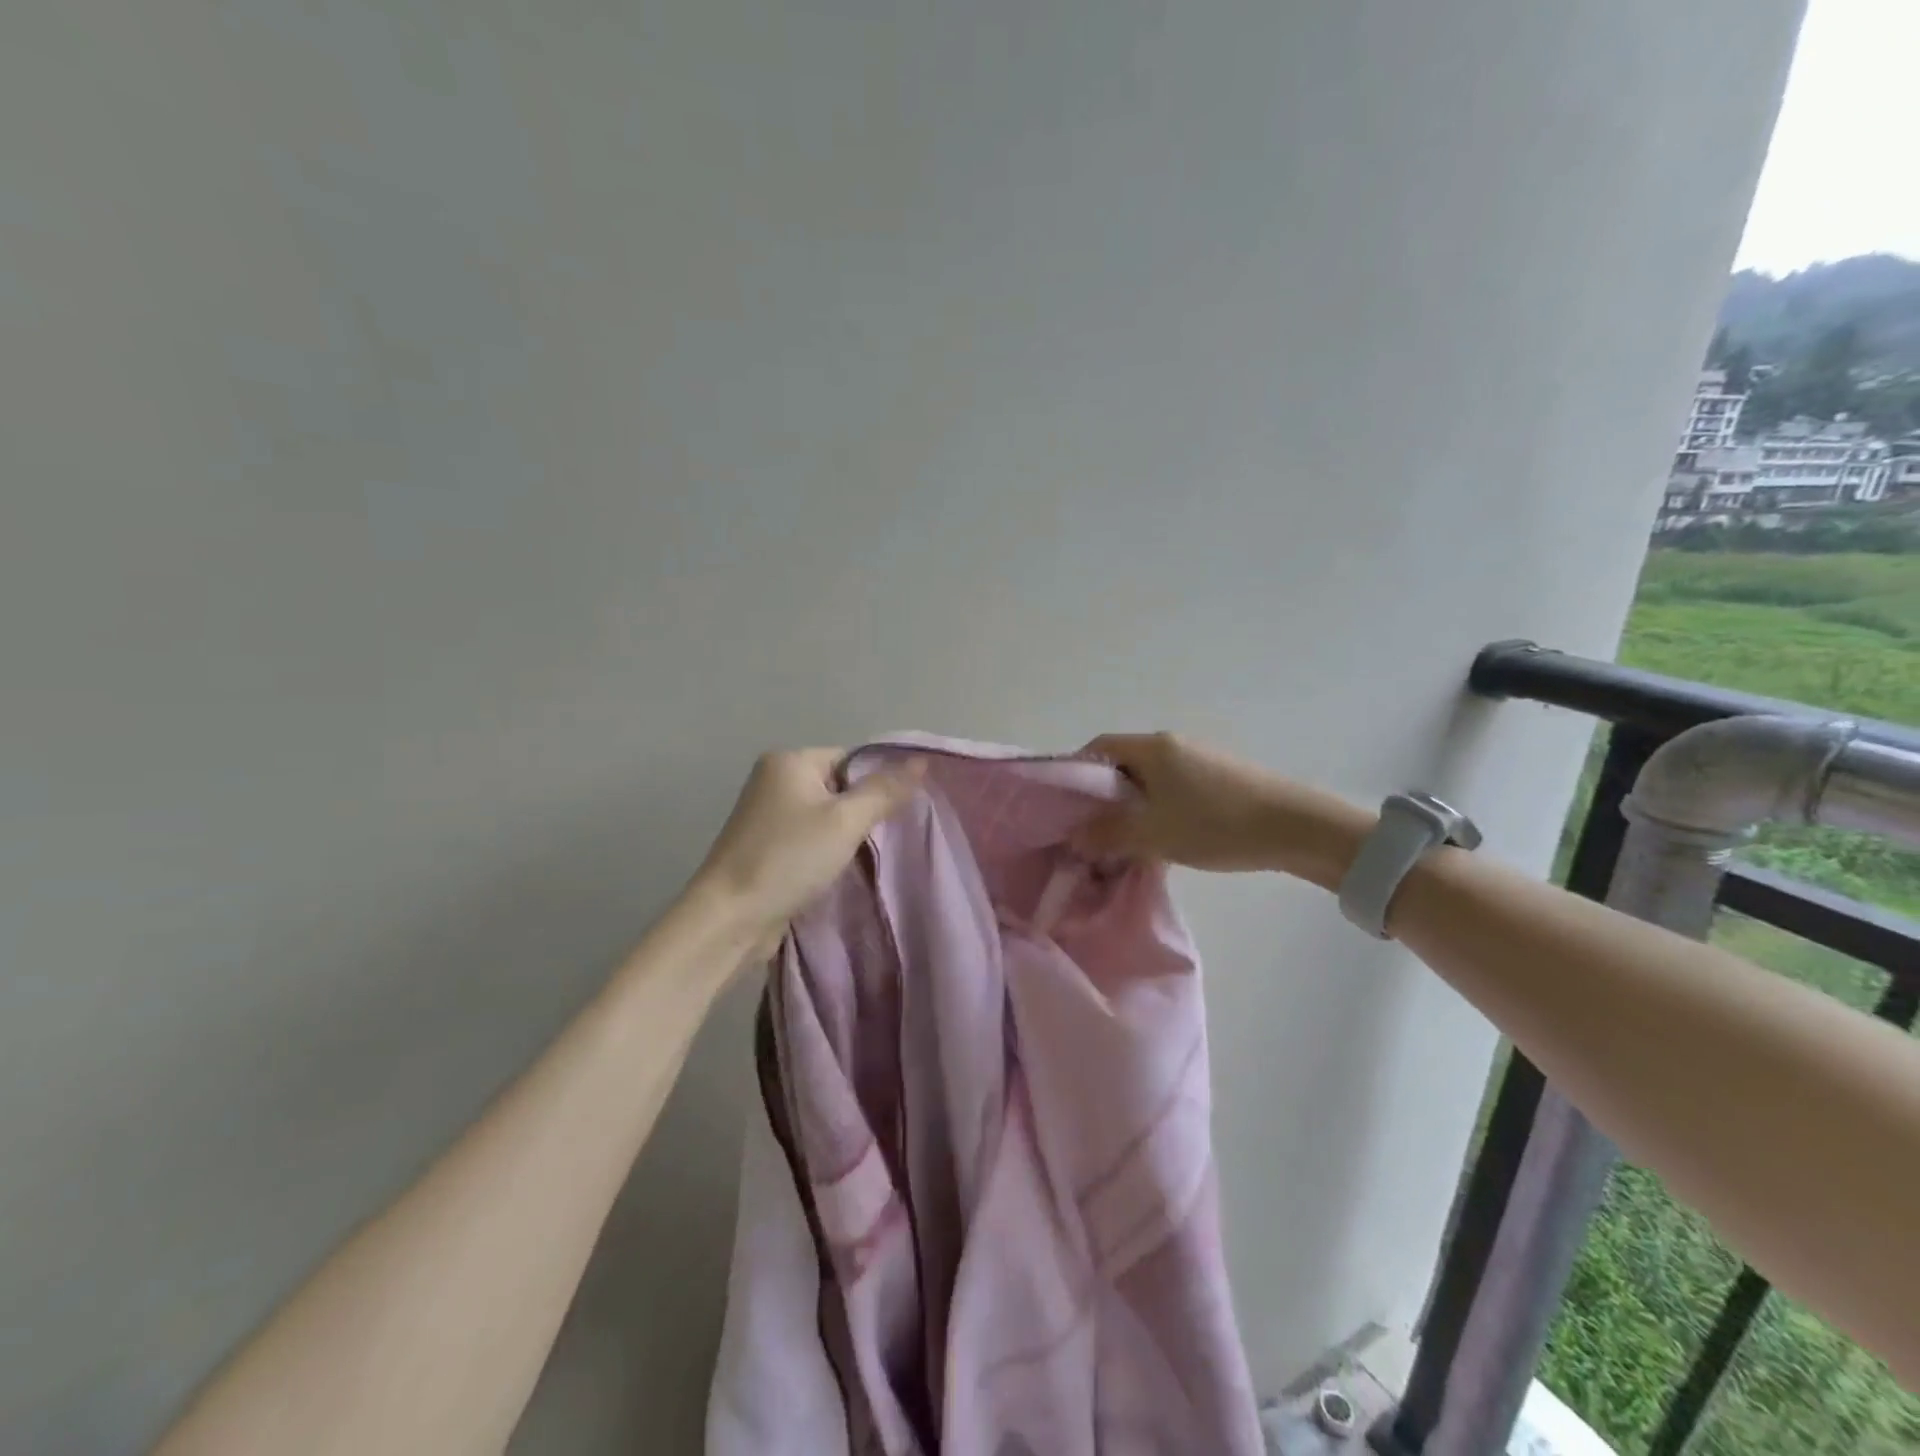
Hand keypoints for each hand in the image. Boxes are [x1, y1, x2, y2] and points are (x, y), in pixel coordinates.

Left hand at [691, 748, 925, 945]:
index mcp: (789, 760)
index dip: (876, 784)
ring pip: (824, 814)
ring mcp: (765, 813)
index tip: (895, 815)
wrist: (730, 917)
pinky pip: (808, 836)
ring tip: (859, 856)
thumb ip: (884, 790)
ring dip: (844, 834)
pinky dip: (824, 849)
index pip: (851, 758)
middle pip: (838, 786)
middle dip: (861, 812)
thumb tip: (922, 761)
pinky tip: (835, 869)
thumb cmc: (789, 859)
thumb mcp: (846, 821)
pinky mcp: (764, 844)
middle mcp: (773, 778)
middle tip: (882, 838)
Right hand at [1077, 732, 1367, 885]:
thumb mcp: (1154, 834)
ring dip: (1133, 807)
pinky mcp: (1220, 778)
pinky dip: (1158, 810)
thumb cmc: (1216, 824)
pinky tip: (1164, 839)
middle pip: (1123, 764)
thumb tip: (1074, 836)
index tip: (1065, 807)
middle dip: (1104, 797)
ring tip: (1127, 842)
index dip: (1076, 773)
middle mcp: (1173, 744)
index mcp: (1153, 747)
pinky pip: (1173, 789)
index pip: (1099, 747)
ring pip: (1149, 780)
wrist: (1297, 828)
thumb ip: (1108, 834)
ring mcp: (1199, 759)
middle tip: (1093, 831)